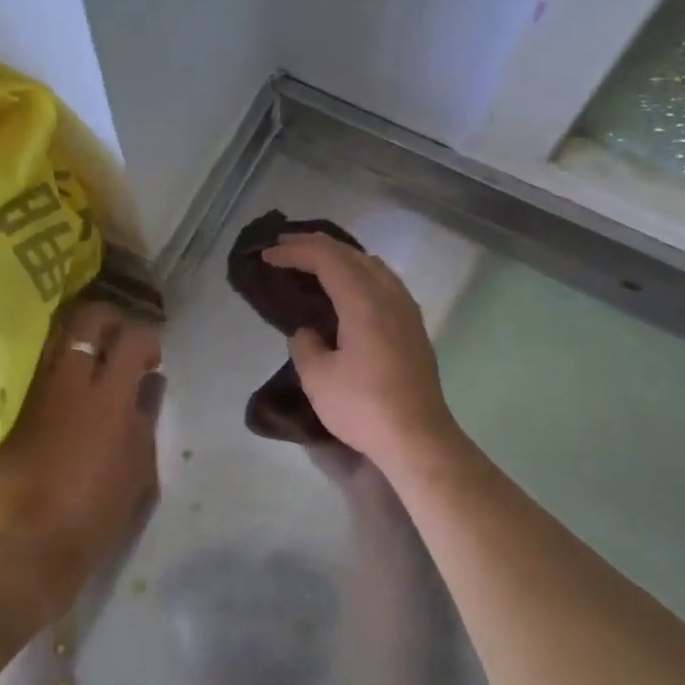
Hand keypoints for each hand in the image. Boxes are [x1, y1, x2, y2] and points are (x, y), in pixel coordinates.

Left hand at [0, 301, 163, 621]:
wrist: (32, 544)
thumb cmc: (98, 512)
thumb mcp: (140, 466)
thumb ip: (146, 415)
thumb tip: (150, 382)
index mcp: (110, 398)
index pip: (133, 338)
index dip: (148, 340)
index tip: (151, 360)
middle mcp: (70, 381)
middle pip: (88, 318)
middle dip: (111, 320)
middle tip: (119, 342)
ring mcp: (35, 390)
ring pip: (54, 332)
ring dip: (77, 333)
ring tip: (89, 353)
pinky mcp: (12, 405)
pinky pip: (33, 362)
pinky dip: (52, 357)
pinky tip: (63, 378)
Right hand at [261, 233, 459, 468]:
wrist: (417, 438)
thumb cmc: (363, 407)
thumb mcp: (318, 378)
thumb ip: (305, 345)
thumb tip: (308, 332)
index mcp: (363, 302)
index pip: (326, 259)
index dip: (294, 252)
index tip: (267, 256)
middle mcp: (389, 295)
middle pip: (351, 254)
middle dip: (315, 246)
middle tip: (284, 248)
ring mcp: (406, 309)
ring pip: (372, 265)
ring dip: (341, 257)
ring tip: (314, 262)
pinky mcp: (414, 326)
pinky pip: (384, 281)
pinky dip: (359, 273)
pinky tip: (349, 288)